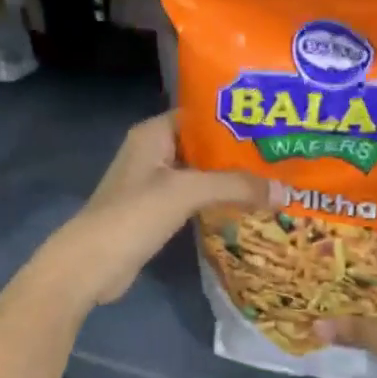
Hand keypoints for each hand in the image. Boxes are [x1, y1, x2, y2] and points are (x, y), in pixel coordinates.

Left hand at [34, 114, 270, 309]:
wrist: (91, 264)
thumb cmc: (134, 215)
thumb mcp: (186, 192)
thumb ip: (236, 186)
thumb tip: (285, 191)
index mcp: (154, 133)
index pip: (201, 114)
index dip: (236, 117)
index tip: (274, 123)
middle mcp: (153, 152)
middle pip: (204, 145)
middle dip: (240, 152)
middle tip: (283, 155)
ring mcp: (153, 183)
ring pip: (201, 174)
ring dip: (231, 179)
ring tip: (274, 180)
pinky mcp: (156, 211)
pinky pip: (194, 198)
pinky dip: (217, 201)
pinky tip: (248, 207)